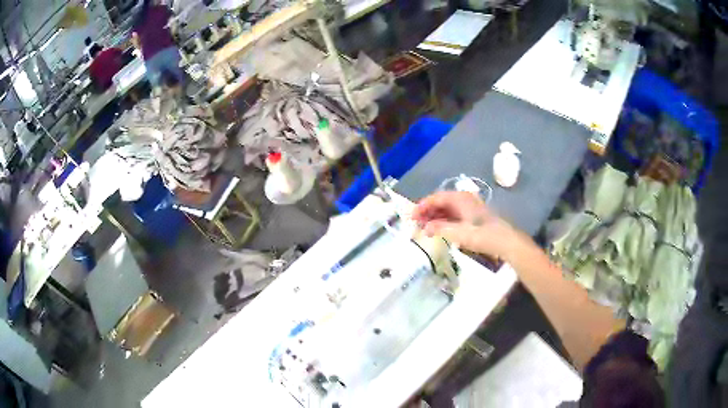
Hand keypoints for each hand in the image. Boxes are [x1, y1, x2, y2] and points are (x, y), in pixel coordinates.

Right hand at [412, 191, 522, 260]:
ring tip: (425, 228)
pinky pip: (454, 214)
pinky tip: (439, 230)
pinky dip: (444, 221)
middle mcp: (464, 199)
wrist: (506, 241)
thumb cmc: (483, 235)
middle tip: (416, 224)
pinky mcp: (473, 216)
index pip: (436, 198)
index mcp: (460, 198)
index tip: (411, 217)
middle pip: (441, 202)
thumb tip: (425, 227)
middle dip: (427, 212)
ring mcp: (470, 207)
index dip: (422, 206)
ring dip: (435, 217)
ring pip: (447, 209)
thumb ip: (440, 228)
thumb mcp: (459, 233)